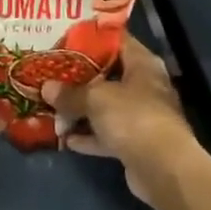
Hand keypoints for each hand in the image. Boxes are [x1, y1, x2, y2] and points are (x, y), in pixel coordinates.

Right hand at [50, 34, 200, 200]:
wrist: (164, 170)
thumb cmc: (133, 117)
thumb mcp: (96, 98)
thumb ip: (70, 93)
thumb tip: (46, 88)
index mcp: (142, 64)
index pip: (116, 40)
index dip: (90, 38)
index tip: (64, 39)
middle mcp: (144, 86)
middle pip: (107, 75)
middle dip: (79, 77)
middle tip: (51, 73)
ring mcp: (141, 117)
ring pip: (105, 107)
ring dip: (80, 110)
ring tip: (51, 106)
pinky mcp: (135, 144)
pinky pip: (106, 135)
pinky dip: (88, 136)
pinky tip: (65, 139)